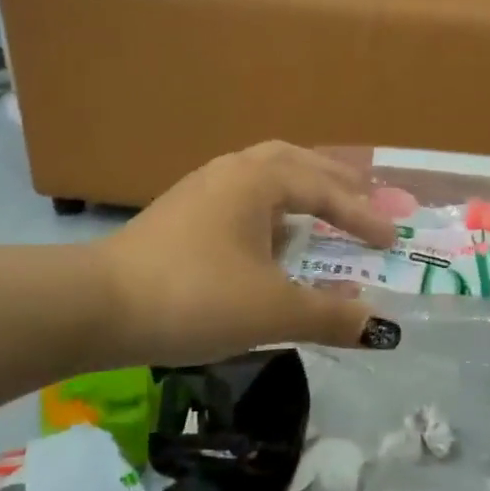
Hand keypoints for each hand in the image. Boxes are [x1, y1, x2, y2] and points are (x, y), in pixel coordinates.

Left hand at [97, 141, 400, 364]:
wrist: (96, 307)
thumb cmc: (194, 296)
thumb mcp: (271, 311)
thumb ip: (330, 316)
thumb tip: (381, 328)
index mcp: (259, 179)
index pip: (326, 191)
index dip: (364, 216)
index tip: (393, 240)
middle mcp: (232, 171)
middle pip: (296, 162)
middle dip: (335, 180)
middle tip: (366, 196)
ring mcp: (201, 189)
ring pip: (264, 175)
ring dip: (300, 188)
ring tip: (323, 209)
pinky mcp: (181, 213)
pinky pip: (242, 197)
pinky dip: (271, 207)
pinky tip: (271, 236)